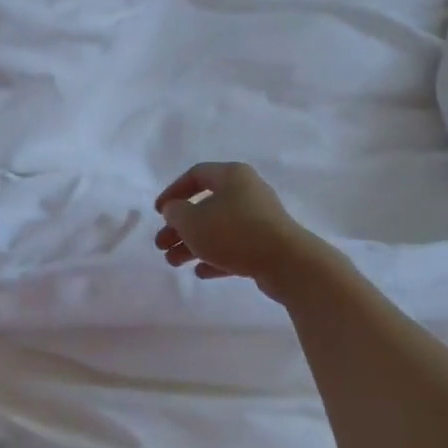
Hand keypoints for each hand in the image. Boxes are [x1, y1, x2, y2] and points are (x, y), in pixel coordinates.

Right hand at [153, 162, 316, 285]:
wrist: (287, 263)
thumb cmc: (234, 233)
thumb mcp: (193, 221)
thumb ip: (176, 213)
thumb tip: (175, 210)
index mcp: (232, 176)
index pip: (196, 175)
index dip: (173, 192)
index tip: (159, 212)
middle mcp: (247, 192)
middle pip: (205, 205)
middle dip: (180, 227)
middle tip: (161, 244)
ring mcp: (259, 219)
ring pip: (218, 229)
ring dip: (193, 244)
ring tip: (173, 263)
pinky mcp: (267, 244)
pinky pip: (235, 247)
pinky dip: (215, 257)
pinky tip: (200, 272)